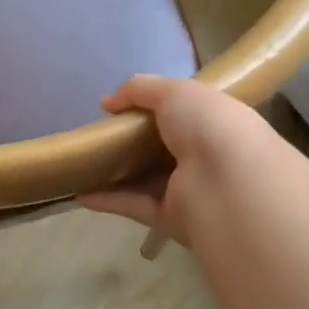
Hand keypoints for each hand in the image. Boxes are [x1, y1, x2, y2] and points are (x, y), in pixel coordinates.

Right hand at [81, 76, 277, 249]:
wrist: (229, 185)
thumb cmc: (208, 127)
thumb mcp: (175, 91)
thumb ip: (140, 90)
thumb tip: (107, 102)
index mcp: (215, 122)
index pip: (185, 114)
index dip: (155, 109)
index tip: (122, 108)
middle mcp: (206, 156)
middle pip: (162, 149)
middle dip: (132, 142)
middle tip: (98, 134)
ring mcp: (190, 190)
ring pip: (147, 180)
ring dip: (116, 173)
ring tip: (82, 164)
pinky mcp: (172, 218)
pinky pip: (134, 206)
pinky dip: (108, 200)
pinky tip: (80, 193)